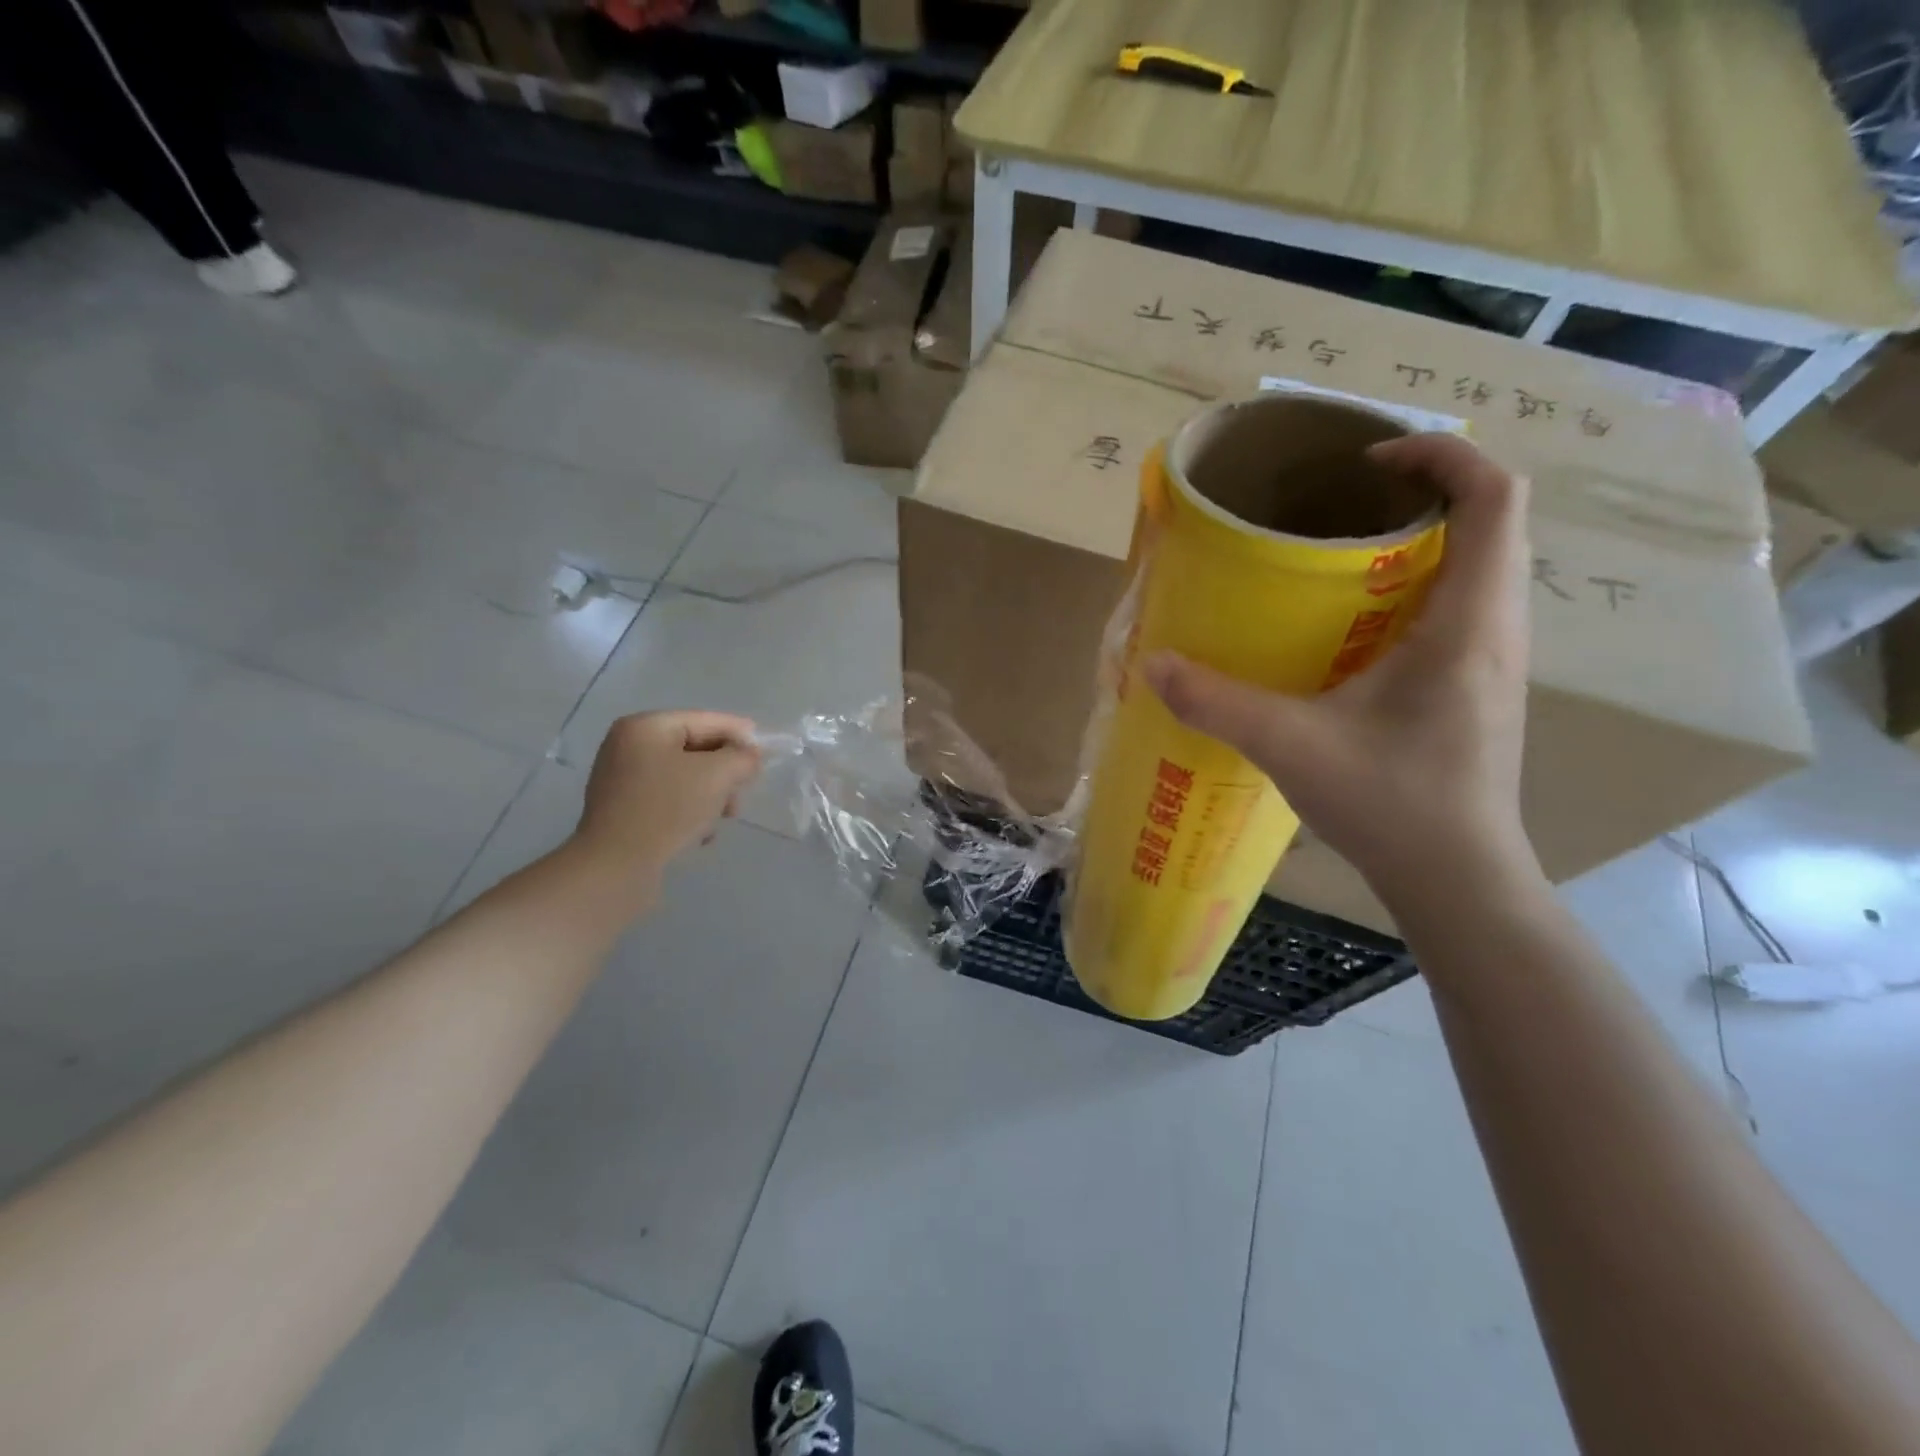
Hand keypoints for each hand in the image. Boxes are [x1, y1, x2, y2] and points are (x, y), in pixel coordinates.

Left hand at [574, 711, 761, 881]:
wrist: (617, 866)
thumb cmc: (668, 808)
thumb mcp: (718, 775)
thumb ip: (742, 757)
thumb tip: (750, 756)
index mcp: (645, 727)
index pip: (704, 720)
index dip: (739, 733)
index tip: (766, 750)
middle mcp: (628, 746)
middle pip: (694, 750)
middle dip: (725, 771)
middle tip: (744, 792)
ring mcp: (621, 780)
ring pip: (684, 778)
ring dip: (711, 794)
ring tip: (724, 818)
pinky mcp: (623, 811)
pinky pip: (668, 800)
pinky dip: (689, 811)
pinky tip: (701, 834)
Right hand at [1143, 433, 1537, 900]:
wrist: (1458, 880)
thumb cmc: (1392, 805)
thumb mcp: (1291, 747)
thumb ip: (1219, 704)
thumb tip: (1154, 667)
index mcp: (1469, 623)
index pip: (1495, 499)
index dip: (1441, 456)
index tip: (1366, 462)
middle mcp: (1498, 628)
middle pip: (1489, 522)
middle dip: (1422, 491)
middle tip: (1341, 504)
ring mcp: (1492, 660)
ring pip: (1477, 566)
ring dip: (1422, 539)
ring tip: (1344, 552)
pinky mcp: (1476, 687)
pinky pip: (1460, 606)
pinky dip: (1417, 586)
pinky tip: (1354, 624)